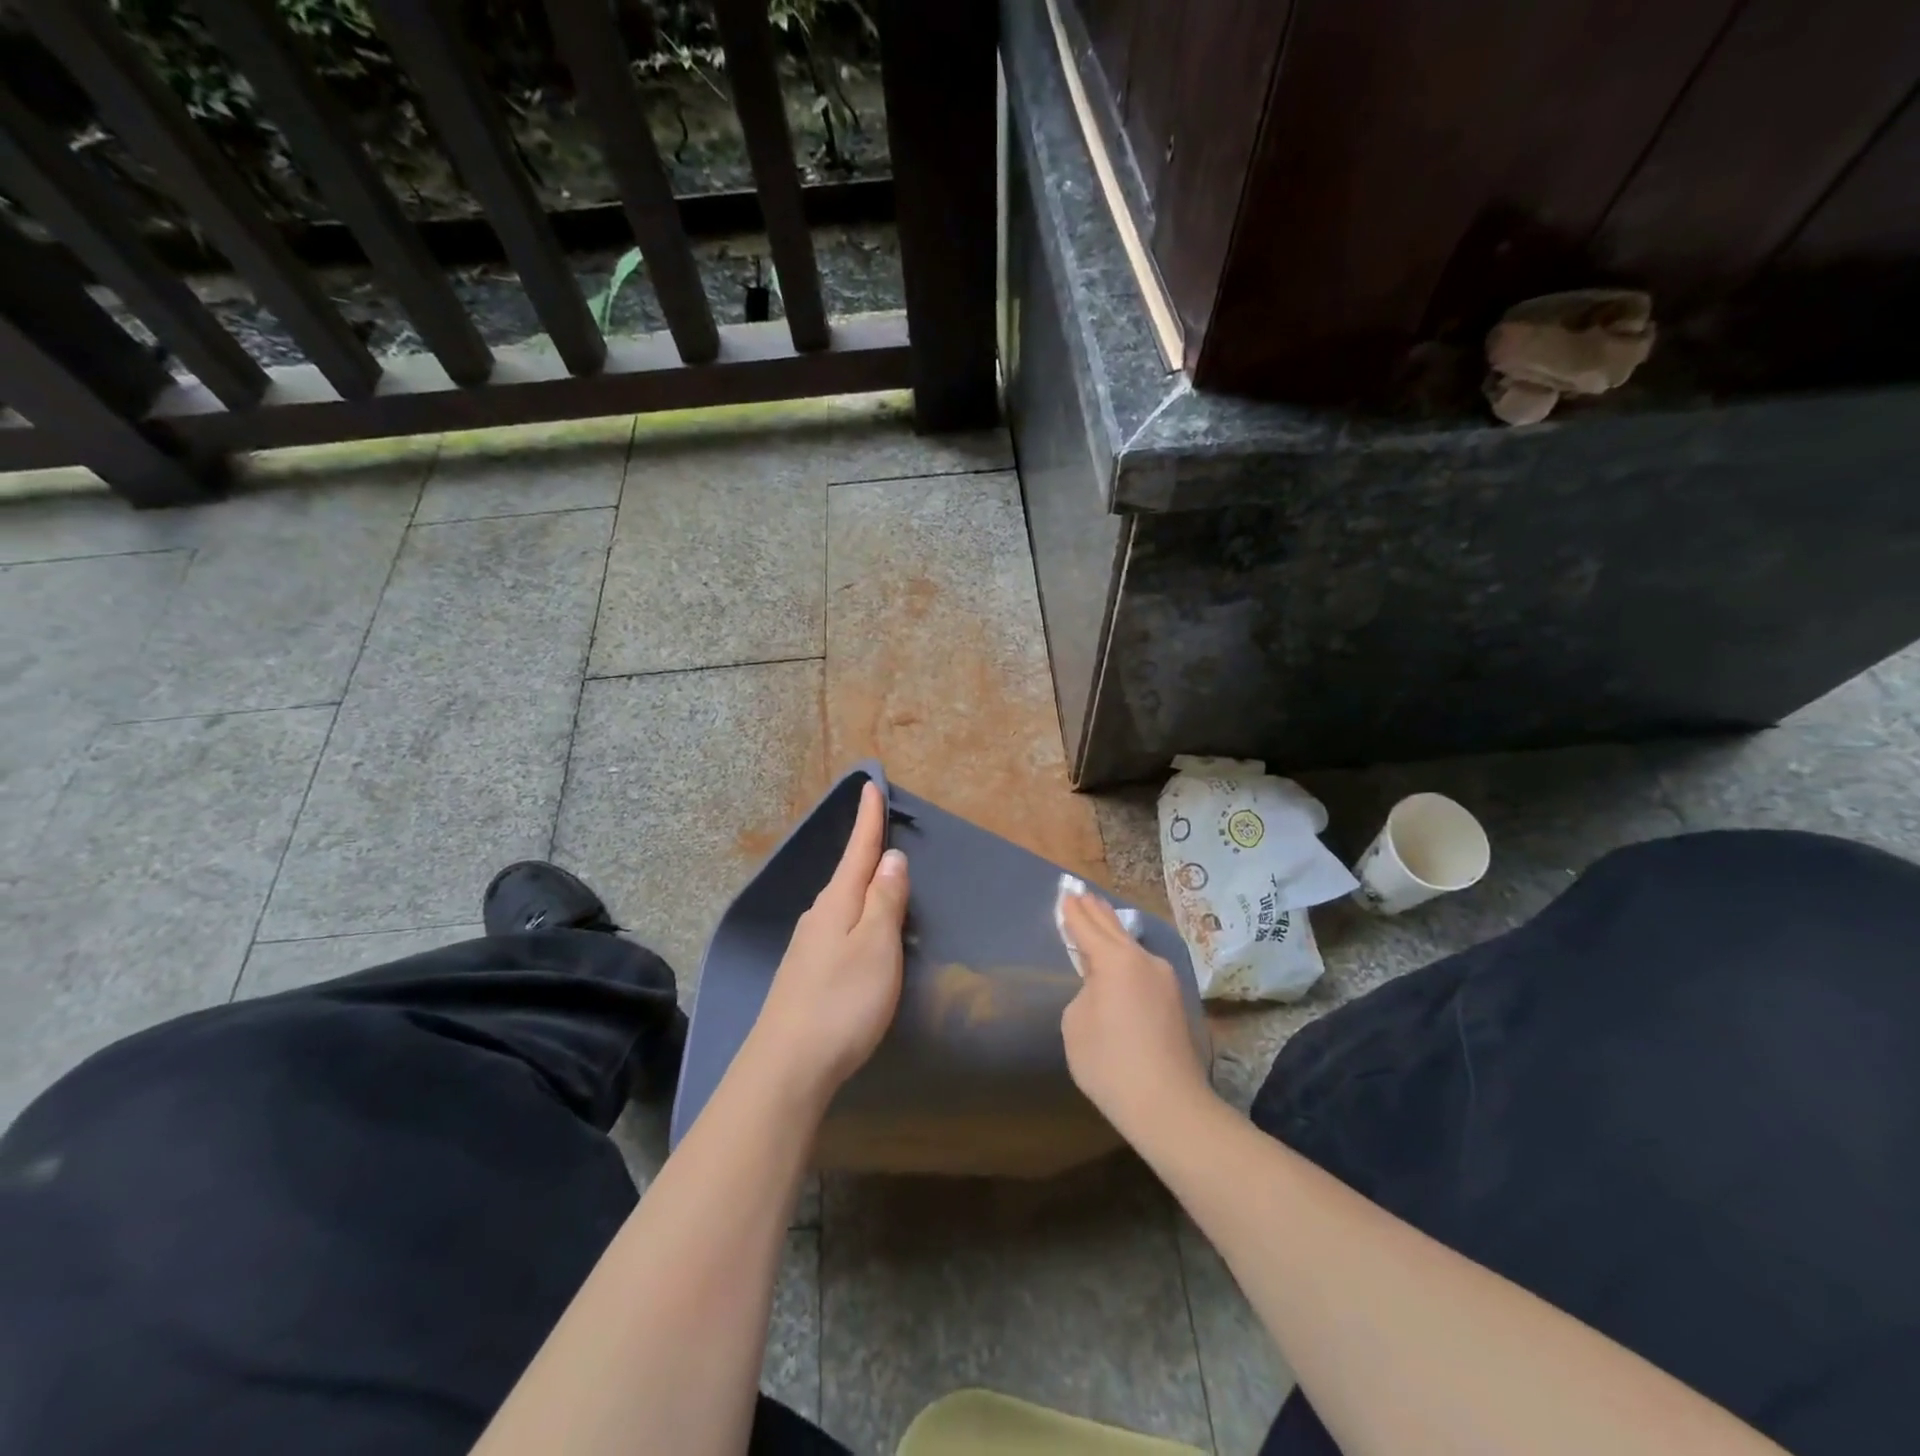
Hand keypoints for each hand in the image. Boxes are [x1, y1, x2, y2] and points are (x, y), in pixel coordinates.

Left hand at [748, 781, 909, 1096]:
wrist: (787, 1066)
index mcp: (837, 903)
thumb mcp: (875, 946)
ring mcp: (808, 946)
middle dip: (865, 849)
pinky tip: (859, 930)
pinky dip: (854, 914)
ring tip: (879, 875)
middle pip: (848, 873)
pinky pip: (837, 926)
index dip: (867, 819)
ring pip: (841, 902)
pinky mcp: (806, 973)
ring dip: (861, 884)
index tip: (870, 786)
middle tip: (881, 826)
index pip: (858, 850)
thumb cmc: (842, 1001)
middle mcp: (818, 916)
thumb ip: (885, 900)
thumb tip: (890, 858)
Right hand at [1060, 892, 1212, 1138]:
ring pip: (1131, 946)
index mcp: (1116, 960)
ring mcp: (1164, 980)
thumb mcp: (1077, 1024)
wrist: (1169, 1105)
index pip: (1087, 927)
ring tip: (1099, 919)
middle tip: (1081, 894)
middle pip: (1114, 928)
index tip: (1065, 894)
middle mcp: (1144, 960)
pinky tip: (1120, 959)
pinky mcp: (1174, 1001)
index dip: (1072, 912)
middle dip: (1095, 911)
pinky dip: (1126, 956)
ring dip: (1113, 932)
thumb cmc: (1111, 1063)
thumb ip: (1085, 993)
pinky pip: (1143, 966)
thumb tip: (1101, 990)